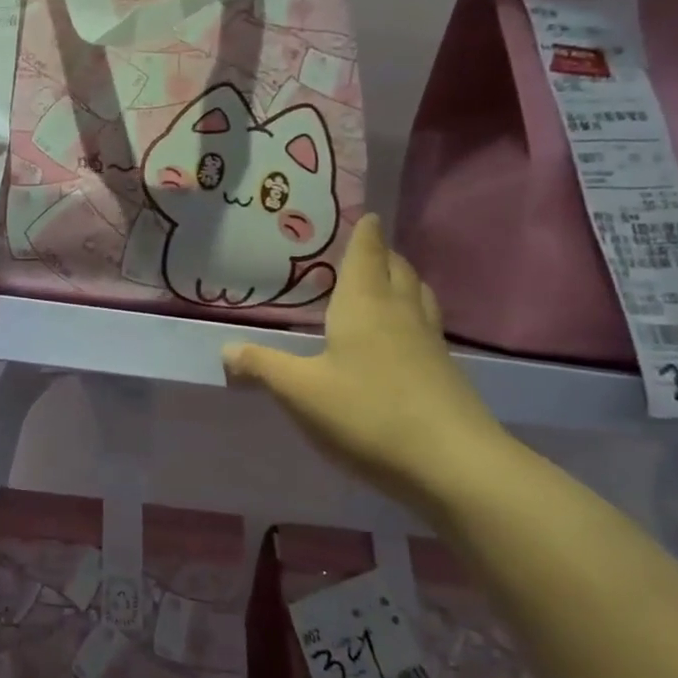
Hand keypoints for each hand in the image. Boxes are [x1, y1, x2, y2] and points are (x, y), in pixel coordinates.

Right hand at [222, 215, 502, 506]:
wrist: (452, 464)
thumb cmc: (368, 413)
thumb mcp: (300, 391)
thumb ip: (262, 366)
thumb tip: (226, 349)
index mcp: (364, 305)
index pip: (367, 254)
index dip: (365, 232)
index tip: (367, 213)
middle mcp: (400, 313)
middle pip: (397, 269)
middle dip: (383, 254)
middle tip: (366, 248)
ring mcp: (428, 343)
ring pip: (418, 296)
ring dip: (402, 281)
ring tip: (386, 282)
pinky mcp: (445, 372)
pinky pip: (426, 325)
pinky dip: (412, 314)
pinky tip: (400, 336)